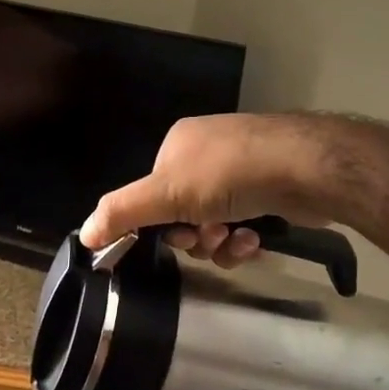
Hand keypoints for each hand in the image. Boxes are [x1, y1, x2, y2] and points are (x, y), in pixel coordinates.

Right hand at [78, 113, 344, 263]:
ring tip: (238, 239)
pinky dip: (245, 239)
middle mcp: (208, 154)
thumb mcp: (167, 192)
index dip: (161, 224)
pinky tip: (258, 238)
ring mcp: (242, 171)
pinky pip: (244, 226)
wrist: (304, 168)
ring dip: (221, 243)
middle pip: (184, 214)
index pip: (154, 194)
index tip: (178, 237)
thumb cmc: (229, 173)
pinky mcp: (270, 191)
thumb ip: (123, 212)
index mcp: (179, 146)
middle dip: (195, 236)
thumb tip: (84, 234)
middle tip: (210, 237)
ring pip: (215, 225)